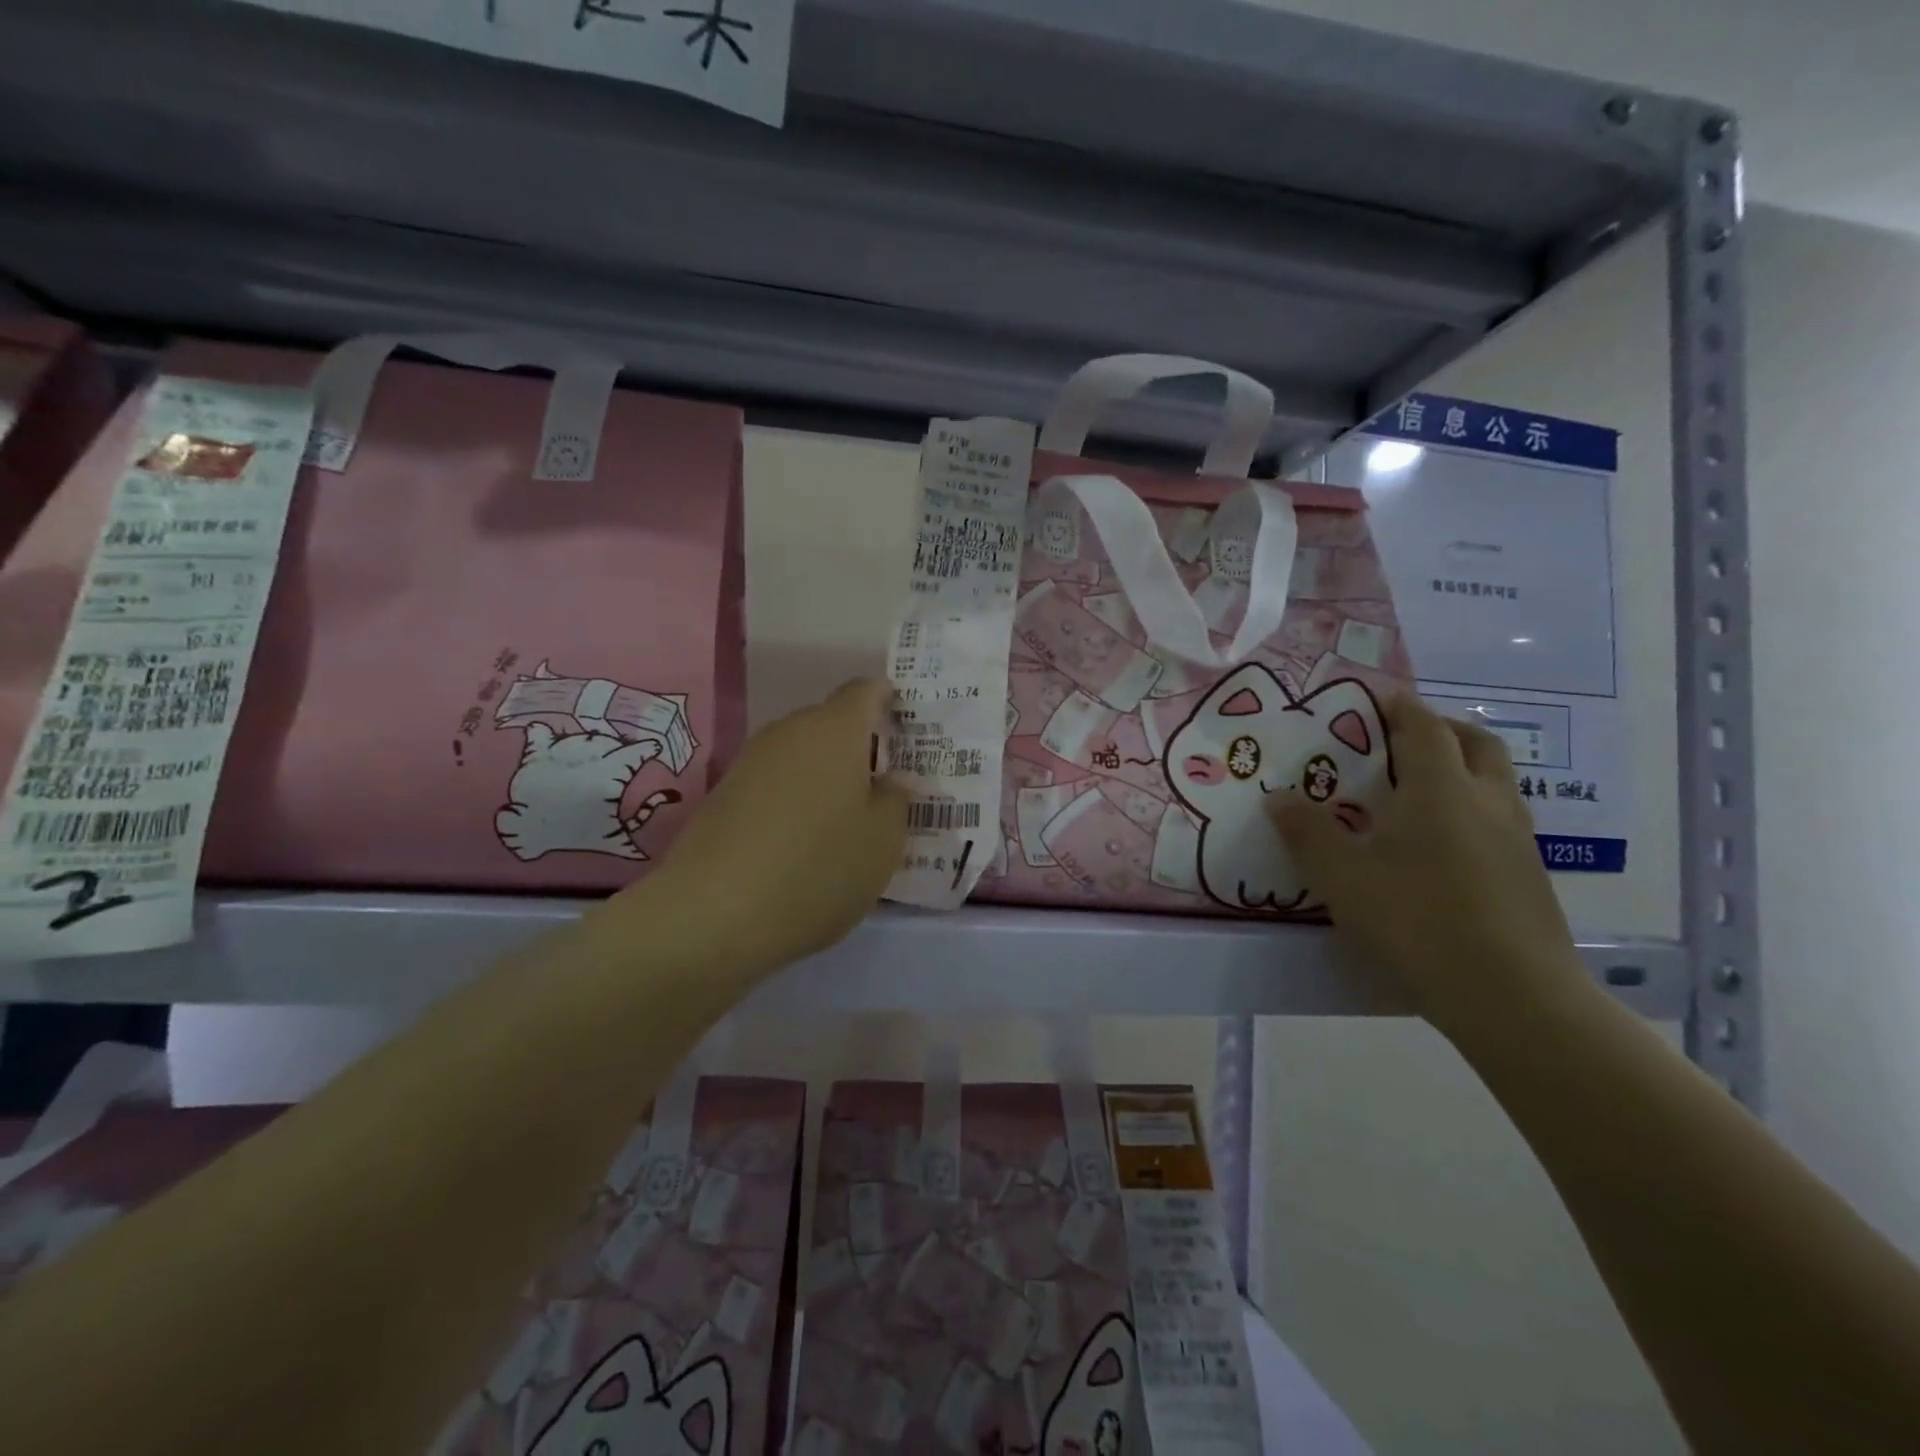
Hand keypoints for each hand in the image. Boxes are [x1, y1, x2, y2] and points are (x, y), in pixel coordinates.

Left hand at [633, 679, 908, 972]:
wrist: (713, 913)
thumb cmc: (818, 870)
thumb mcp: (881, 843)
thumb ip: (896, 801)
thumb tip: (895, 778)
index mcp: (835, 730)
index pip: (866, 691)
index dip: (887, 699)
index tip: (905, 723)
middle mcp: (790, 732)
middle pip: (831, 722)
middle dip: (858, 744)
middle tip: (882, 783)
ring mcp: (750, 761)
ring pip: (800, 753)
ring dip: (824, 773)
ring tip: (844, 814)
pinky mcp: (723, 793)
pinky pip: (774, 780)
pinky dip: (795, 796)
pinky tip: (802, 836)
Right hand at [1269, 694, 1589, 1036]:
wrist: (1512, 996)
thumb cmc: (1416, 920)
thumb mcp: (1342, 877)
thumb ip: (1306, 832)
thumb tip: (1277, 797)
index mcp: (1440, 788)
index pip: (1422, 726)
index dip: (1398, 707)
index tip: (1375, 699)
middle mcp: (1486, 800)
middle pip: (1475, 741)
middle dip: (1440, 728)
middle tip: (1401, 739)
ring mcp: (1517, 837)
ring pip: (1495, 779)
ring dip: (1462, 767)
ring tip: (1418, 789)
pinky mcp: (1530, 874)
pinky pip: (1500, 817)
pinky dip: (1471, 808)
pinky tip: (1440, 844)